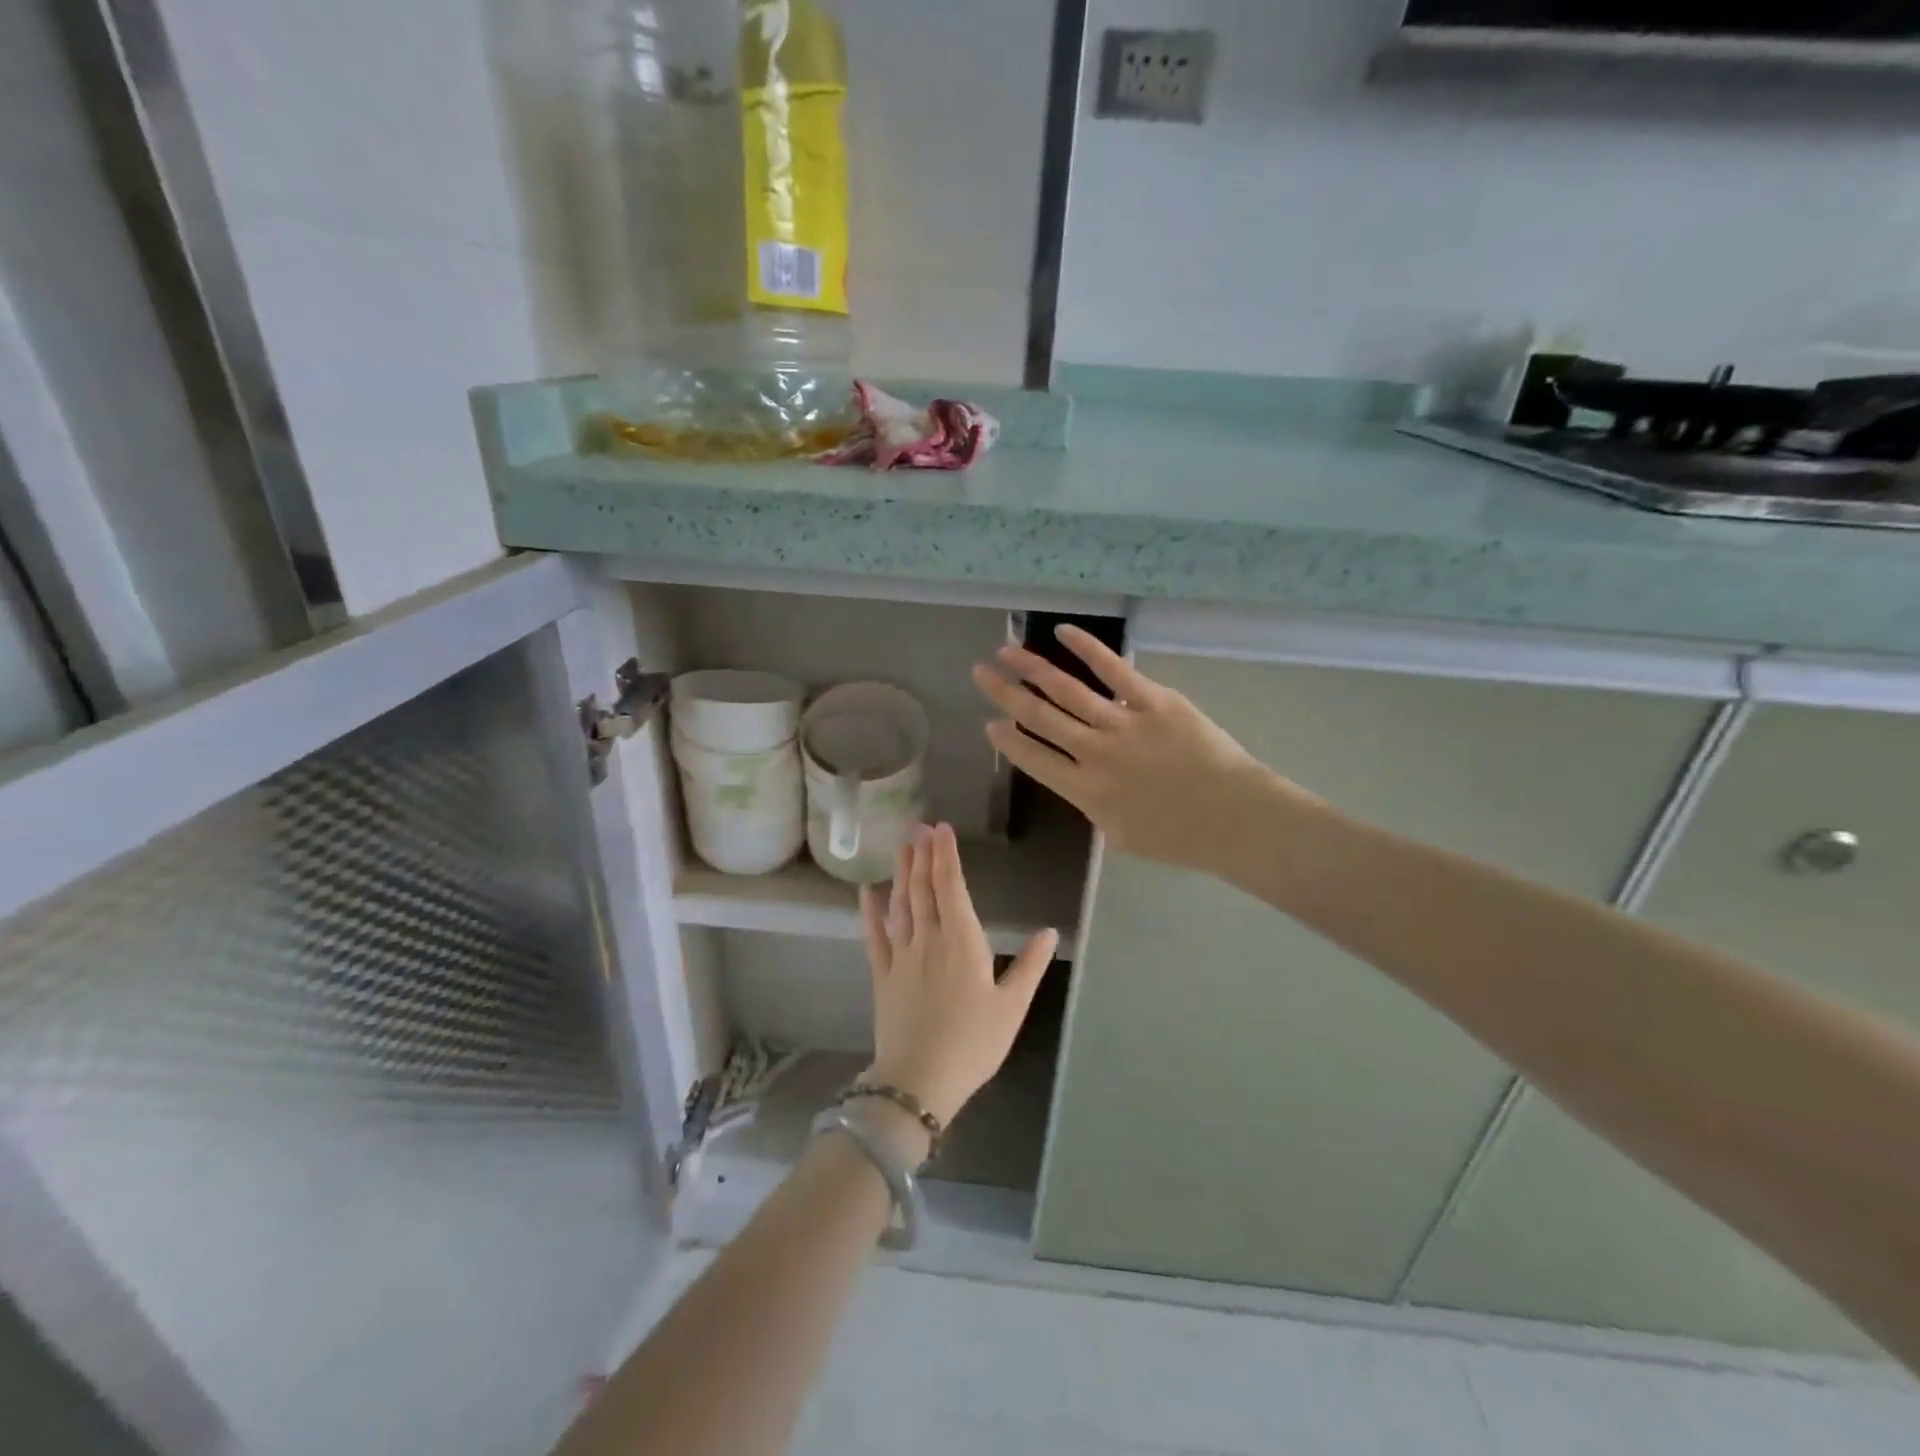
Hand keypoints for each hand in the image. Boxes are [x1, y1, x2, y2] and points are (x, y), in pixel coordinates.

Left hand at [859, 824, 1057, 1128]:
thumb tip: (1050, 931)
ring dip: (901, 874)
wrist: (919, 1080)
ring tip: (902, 848)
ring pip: (900, 904)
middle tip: (918, 827)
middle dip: (922, 855)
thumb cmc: (974, 1043)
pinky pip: (874, 936)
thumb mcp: (1012, 1006)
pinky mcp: (882, 975)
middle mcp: (928, 938)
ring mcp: (901, 955)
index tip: (941, 829)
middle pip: (923, 888)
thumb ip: (1031, 966)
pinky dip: (870, 911)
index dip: (945, 855)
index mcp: (962, 940)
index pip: (951, 886)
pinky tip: (867, 891)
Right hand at [972, 625, 1315, 876]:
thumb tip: (1082, 782)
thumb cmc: (1180, 838)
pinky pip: (1113, 669)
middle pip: (1038, 716)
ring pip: (1065, 689)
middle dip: (1005, 693)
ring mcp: (1122, 723)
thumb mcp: (1121, 836)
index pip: (1032, 758)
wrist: (1234, 818)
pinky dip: (1086, 648)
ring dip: (1031, 668)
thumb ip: (1094, 807)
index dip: (1007, 740)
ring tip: (1006, 651)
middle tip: (980, 674)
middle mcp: (1092, 753)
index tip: (990, 723)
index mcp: (1083, 790)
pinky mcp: (1153, 701)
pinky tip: (1063, 632)